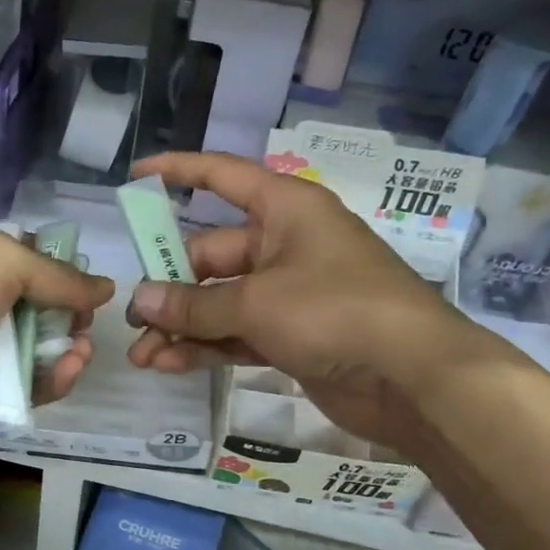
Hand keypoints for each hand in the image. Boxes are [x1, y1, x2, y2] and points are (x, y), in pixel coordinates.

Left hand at [0, 226, 113, 437]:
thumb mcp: (4, 257)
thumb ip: (60, 276)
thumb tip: (106, 288)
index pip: (22, 262)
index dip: (56, 271)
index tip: (83, 282)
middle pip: (35, 308)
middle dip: (67, 313)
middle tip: (85, 320)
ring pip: (36, 349)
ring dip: (66, 347)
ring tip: (82, 347)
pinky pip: (28, 386)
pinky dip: (53, 378)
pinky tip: (72, 367)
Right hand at [124, 153, 489, 450]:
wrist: (415, 378)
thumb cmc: (336, 311)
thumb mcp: (257, 302)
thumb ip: (194, 305)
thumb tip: (141, 302)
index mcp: (286, 210)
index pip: (223, 178)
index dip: (178, 172)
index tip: (135, 176)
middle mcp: (286, 245)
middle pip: (213, 256)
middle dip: (171, 289)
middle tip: (134, 319)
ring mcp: (291, 293)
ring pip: (222, 302)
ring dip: (183, 327)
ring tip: (142, 356)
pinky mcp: (294, 336)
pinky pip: (239, 333)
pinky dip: (208, 348)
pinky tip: (171, 366)